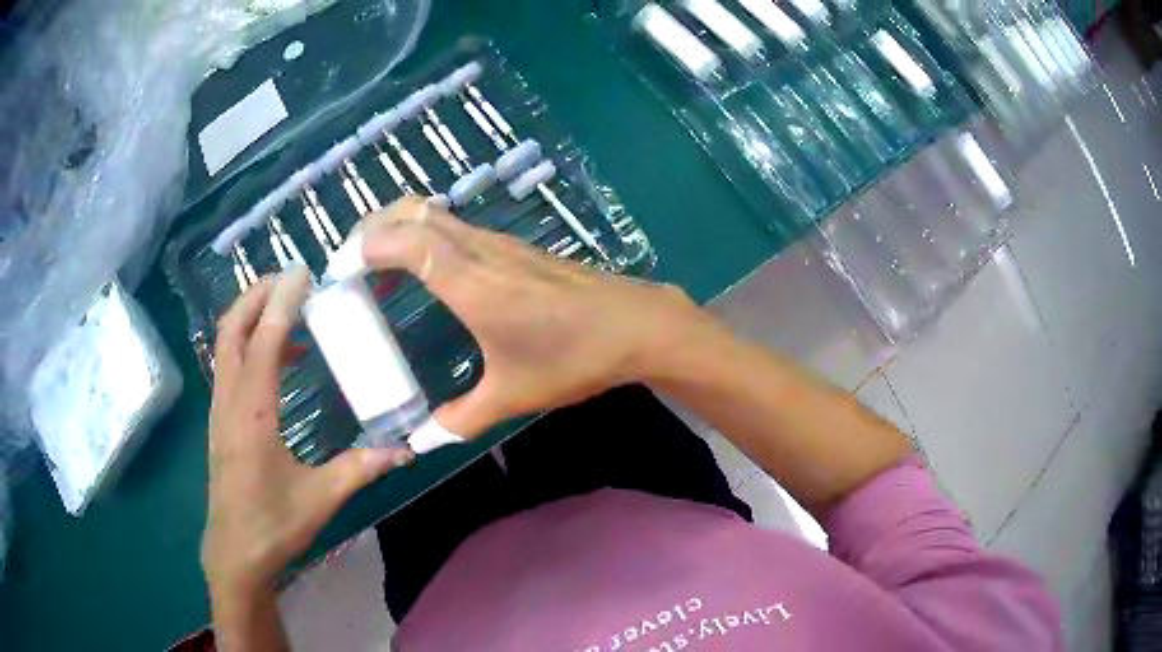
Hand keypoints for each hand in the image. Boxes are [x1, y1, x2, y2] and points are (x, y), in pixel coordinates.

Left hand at [201, 268, 413, 598]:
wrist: (235, 552)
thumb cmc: (274, 524)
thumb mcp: (322, 497)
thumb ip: (362, 467)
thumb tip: (407, 450)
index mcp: (253, 412)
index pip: (263, 339)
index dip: (282, 302)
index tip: (303, 273)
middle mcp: (229, 399)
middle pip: (231, 328)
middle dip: (256, 294)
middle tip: (291, 279)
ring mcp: (219, 408)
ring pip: (226, 344)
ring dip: (250, 315)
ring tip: (286, 306)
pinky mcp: (219, 419)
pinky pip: (229, 364)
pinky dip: (247, 342)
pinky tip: (276, 355)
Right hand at [360, 196, 709, 437]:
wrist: (636, 325)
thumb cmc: (573, 357)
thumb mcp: (512, 395)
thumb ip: (460, 419)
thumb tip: (422, 441)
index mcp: (470, 281)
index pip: (403, 241)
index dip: (365, 247)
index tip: (340, 273)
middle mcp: (479, 250)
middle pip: (413, 211)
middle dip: (373, 227)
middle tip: (352, 264)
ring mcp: (500, 243)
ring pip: (436, 214)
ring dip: (400, 228)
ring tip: (379, 267)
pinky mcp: (516, 247)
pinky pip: (457, 228)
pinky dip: (428, 236)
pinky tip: (428, 272)